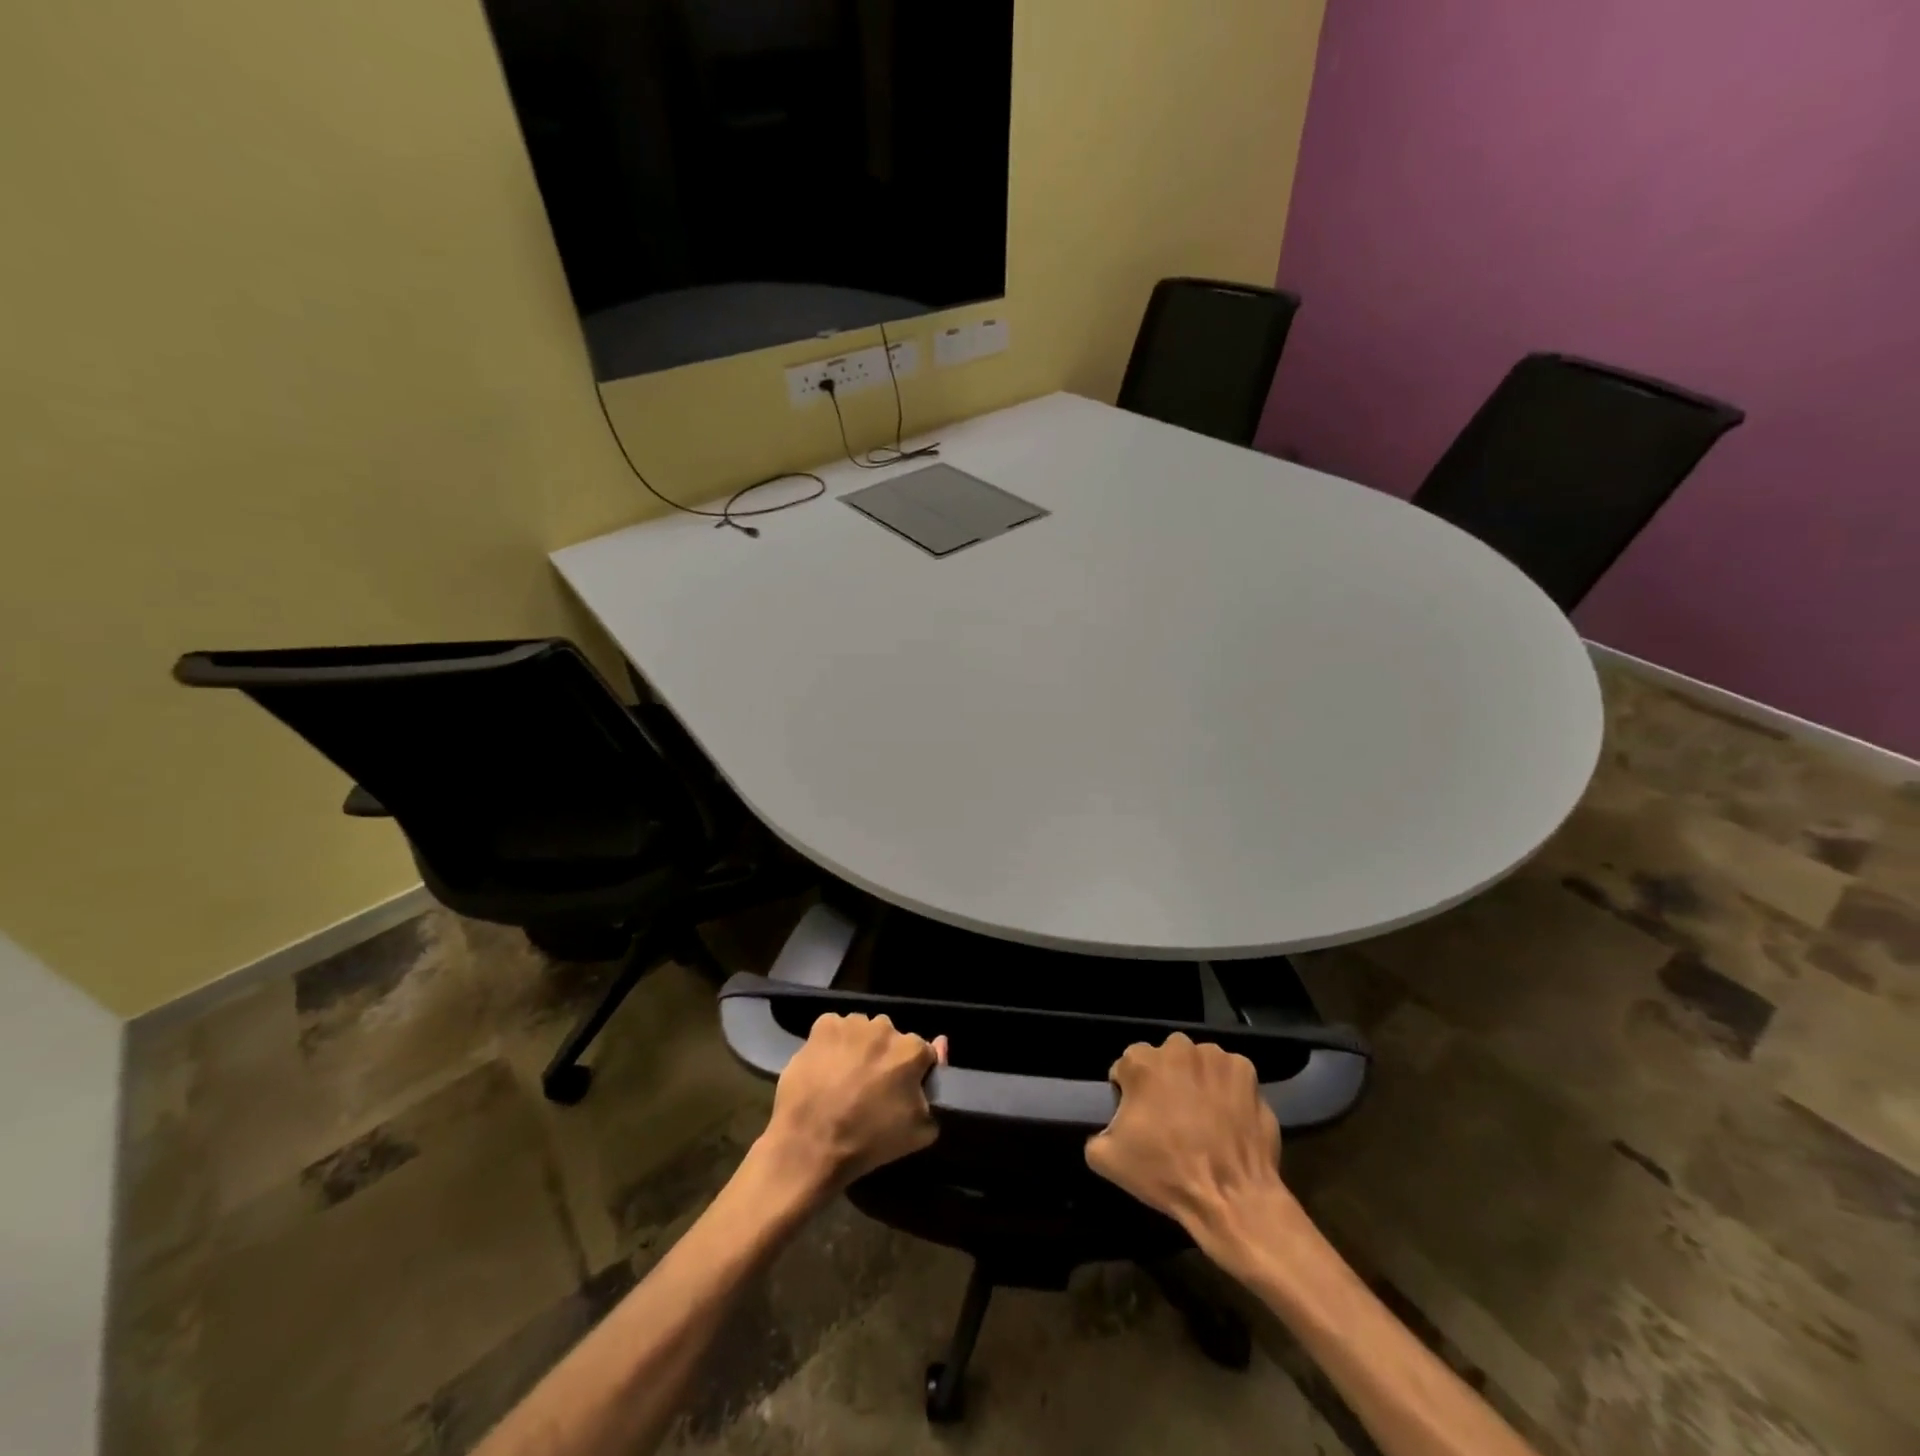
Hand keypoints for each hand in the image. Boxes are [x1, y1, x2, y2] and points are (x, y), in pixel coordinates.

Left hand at [757, 1014, 946, 1198]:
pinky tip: (825, 1066)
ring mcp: (852, 1024)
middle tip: (869, 1086)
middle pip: (890, 1038)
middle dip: (884, 1056)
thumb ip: (934, 1093)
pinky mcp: (823, 1026)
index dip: (913, 1073)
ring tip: (844, 1077)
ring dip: (858, 1047)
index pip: (922, 1053)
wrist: (811, 1145)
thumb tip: (940, 1050)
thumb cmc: (869, 1142)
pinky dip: (832, 1042)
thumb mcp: (918, 1132)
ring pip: (862, 1031)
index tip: (899, 1091)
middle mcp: (885, 1028)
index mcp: (912, 1050)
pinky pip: (834, 1028)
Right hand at [1085, 1033, 1287, 1255]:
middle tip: (1171, 1119)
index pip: (1127, 1067)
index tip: (1139, 1120)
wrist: (1231, 1197)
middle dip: (1164, 1081)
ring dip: (1196, 1081)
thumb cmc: (1166, 1173)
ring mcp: (1215, 1057)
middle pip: (1163, 1059)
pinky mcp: (1245, 1071)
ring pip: (1197, 1063)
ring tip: (1203, 1119)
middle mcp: (1177, 1048)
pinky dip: (1227, 1089)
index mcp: (1141, 1062)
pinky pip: (1229, 1074)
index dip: (1130, 1093)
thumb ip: (1097, 1133)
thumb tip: (1106, 1129)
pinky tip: (1228, 1118)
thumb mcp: (1108, 1160)